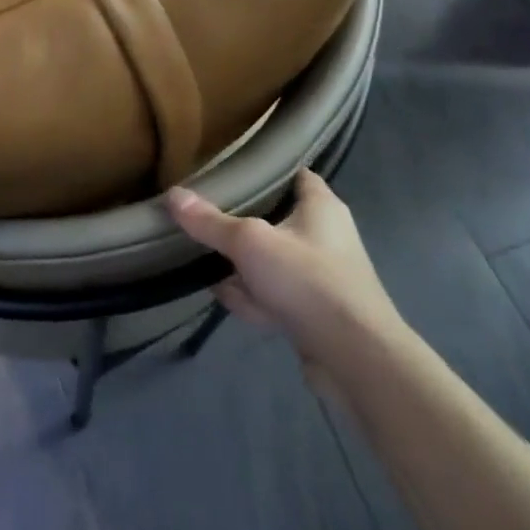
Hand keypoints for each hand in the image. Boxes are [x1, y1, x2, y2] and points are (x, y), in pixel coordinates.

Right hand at [167, 169, 399, 382]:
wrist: (356, 359)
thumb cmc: (308, 280)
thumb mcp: (250, 243)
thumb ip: (210, 222)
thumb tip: (173, 195)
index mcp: (320, 205)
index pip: (291, 173)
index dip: (262, 170)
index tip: (227, 171)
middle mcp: (326, 235)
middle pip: (274, 219)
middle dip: (240, 229)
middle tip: (207, 224)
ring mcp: (323, 276)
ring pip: (272, 261)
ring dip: (244, 269)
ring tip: (210, 267)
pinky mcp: (317, 311)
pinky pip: (278, 294)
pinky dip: (256, 297)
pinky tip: (229, 301)